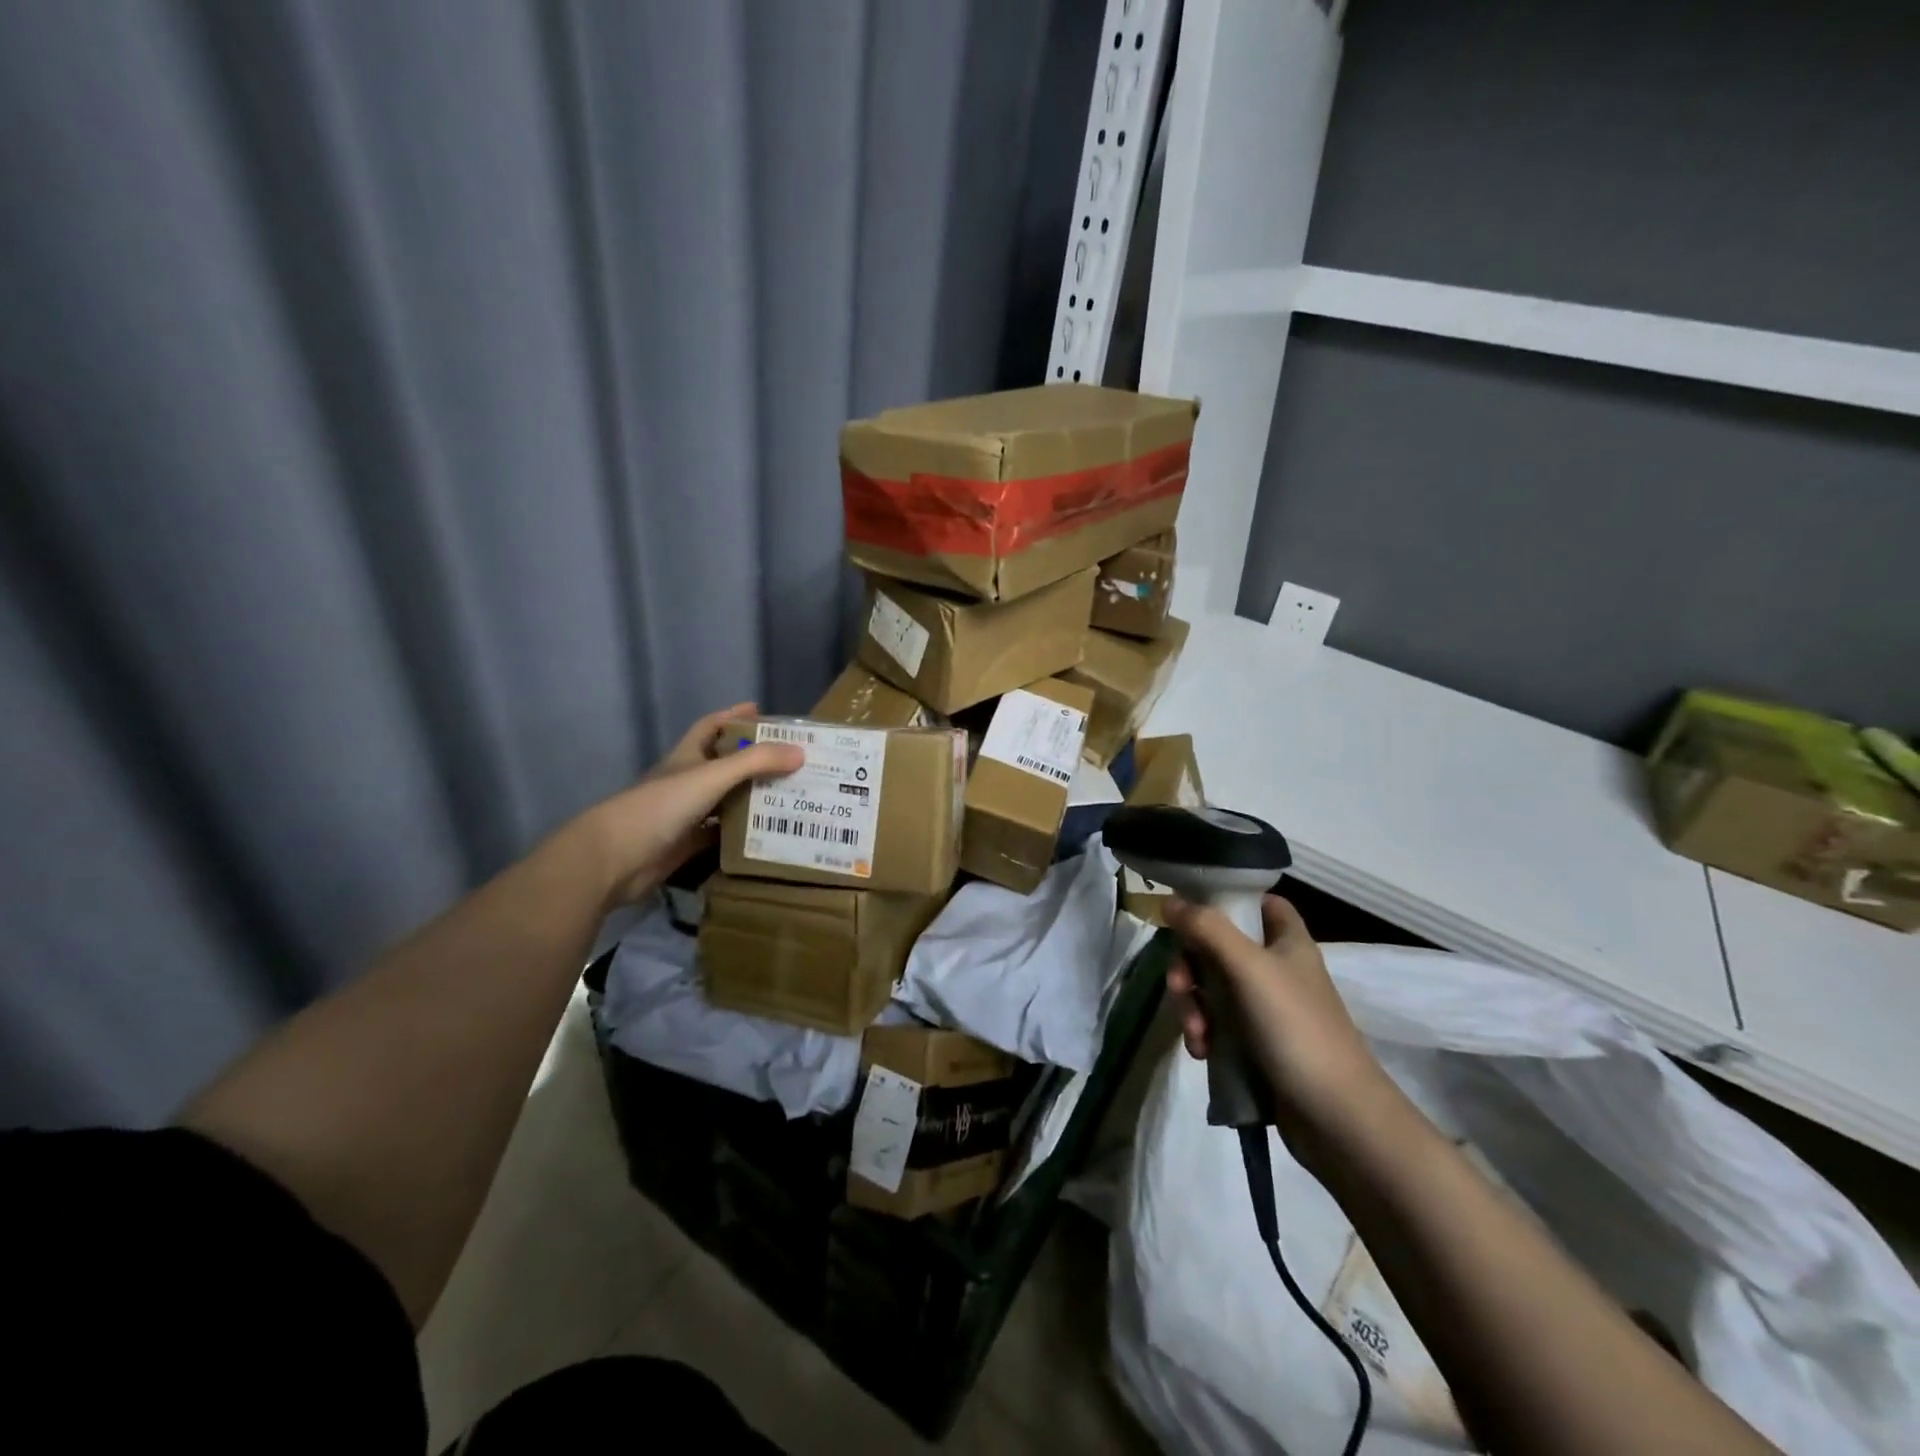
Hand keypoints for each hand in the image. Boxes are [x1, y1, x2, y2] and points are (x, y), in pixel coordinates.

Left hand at [576, 703, 803, 907]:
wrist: (615, 859)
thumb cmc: (660, 806)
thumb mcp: (711, 776)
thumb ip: (755, 762)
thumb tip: (800, 752)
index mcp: (686, 757)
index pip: (711, 727)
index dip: (734, 716)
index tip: (762, 712)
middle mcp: (687, 781)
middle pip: (724, 763)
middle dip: (754, 758)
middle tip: (792, 759)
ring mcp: (686, 814)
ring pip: (727, 799)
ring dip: (753, 796)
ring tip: (791, 794)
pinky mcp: (688, 844)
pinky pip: (722, 833)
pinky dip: (743, 831)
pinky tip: (769, 832)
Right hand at [1163, 894, 1387, 1134]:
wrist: (1336, 1118)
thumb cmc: (1296, 1028)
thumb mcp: (1248, 968)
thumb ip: (1207, 928)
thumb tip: (1168, 900)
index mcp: (1287, 941)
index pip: (1259, 902)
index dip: (1227, 901)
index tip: (1192, 913)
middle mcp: (1276, 968)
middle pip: (1218, 946)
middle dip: (1190, 966)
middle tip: (1180, 986)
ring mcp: (1265, 1008)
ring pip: (1211, 987)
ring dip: (1192, 1005)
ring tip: (1196, 1034)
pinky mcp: (1256, 1043)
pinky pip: (1217, 1023)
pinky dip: (1203, 1032)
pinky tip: (1202, 1051)